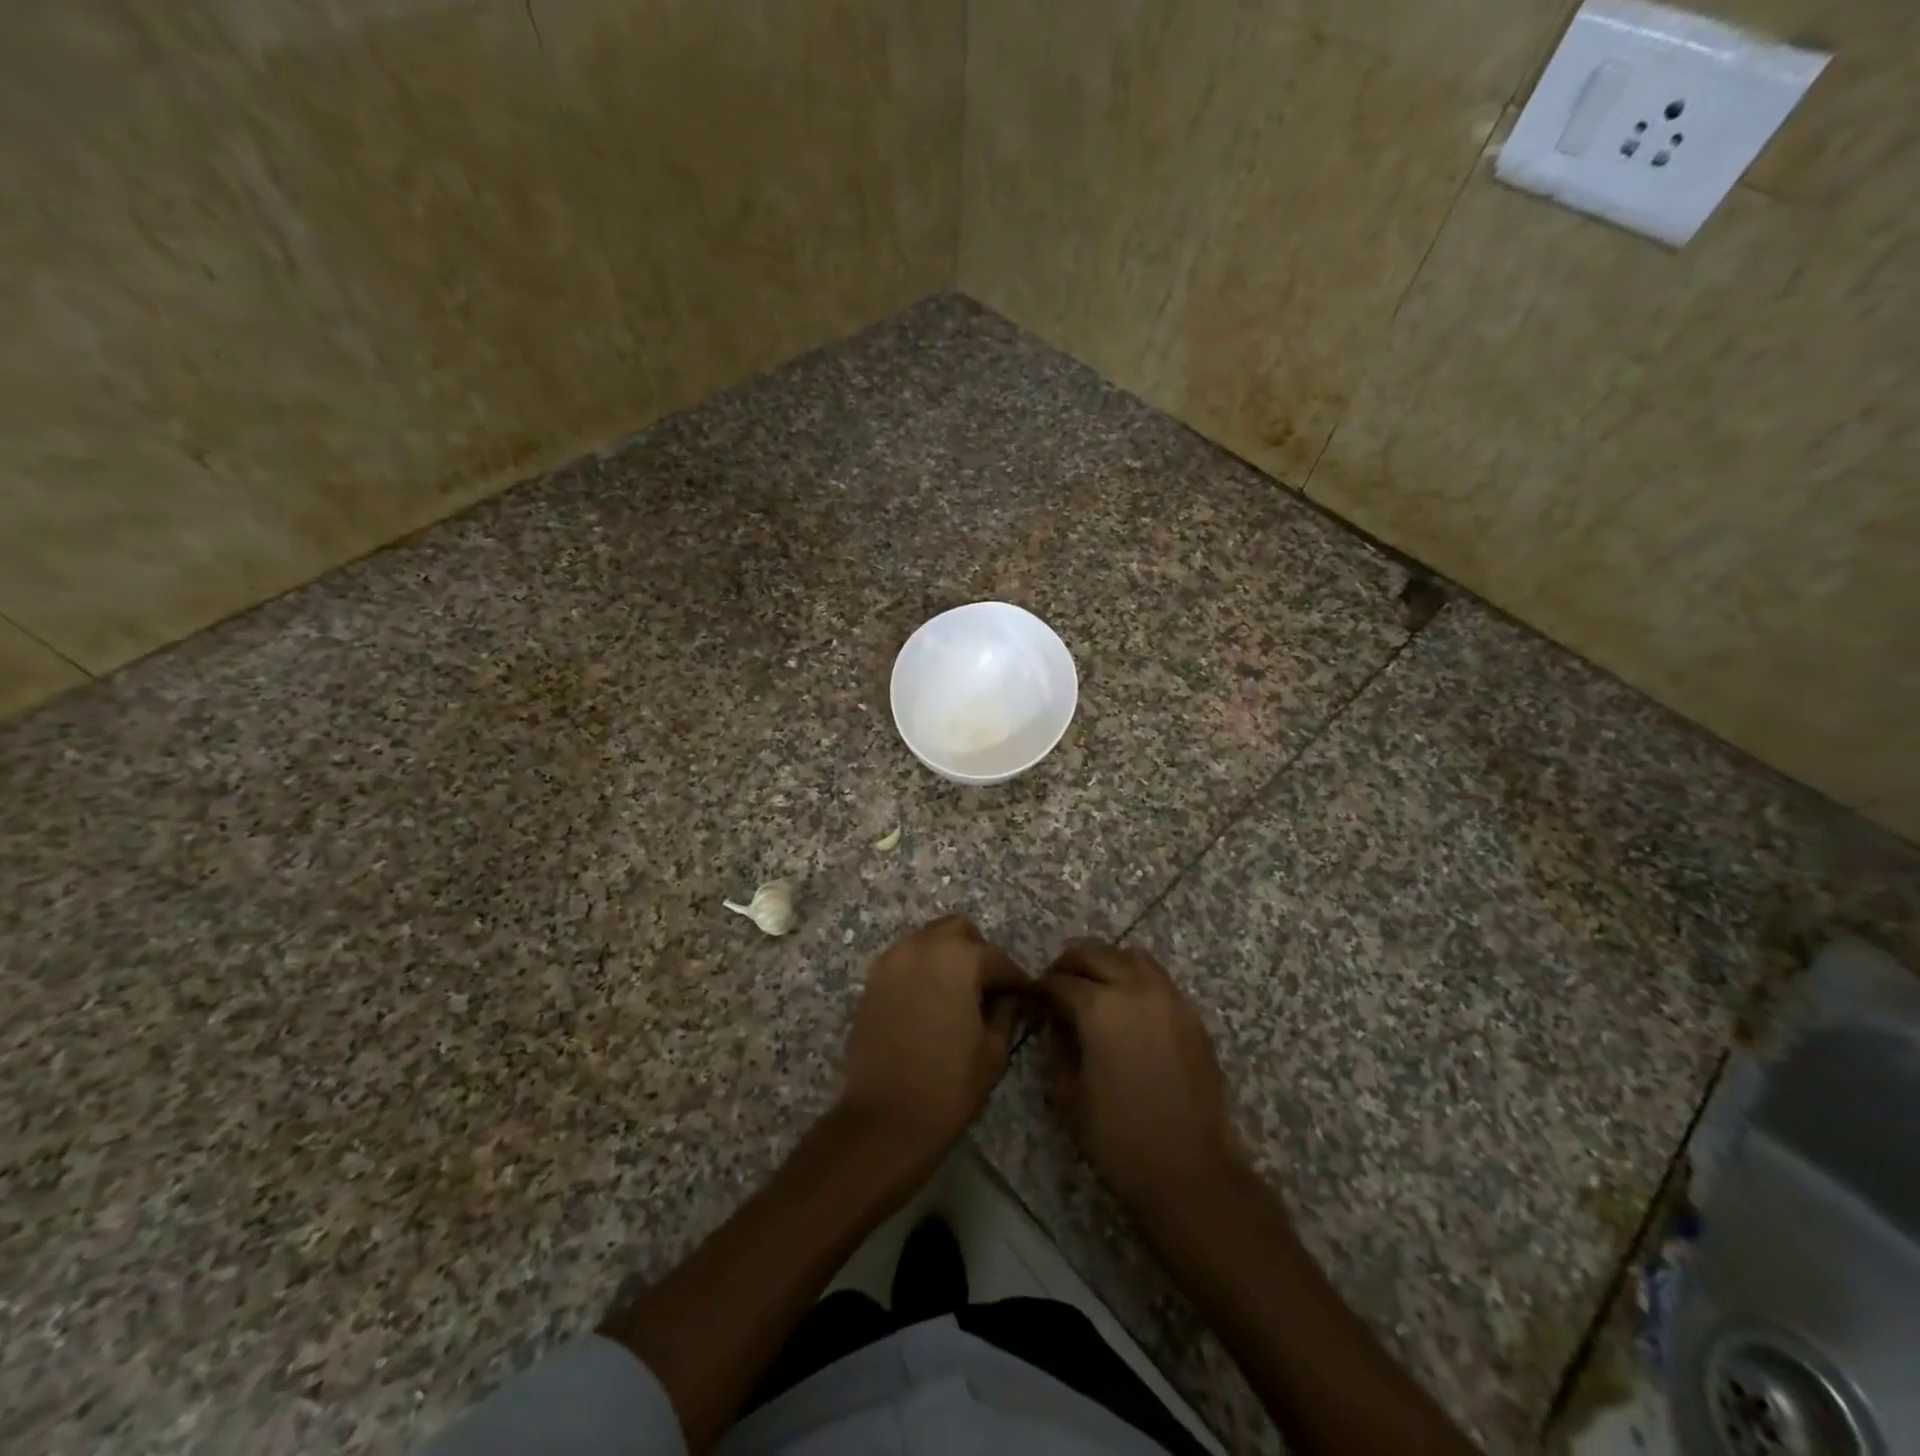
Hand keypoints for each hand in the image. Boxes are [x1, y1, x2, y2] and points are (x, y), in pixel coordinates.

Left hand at [840, 915, 1032, 1163]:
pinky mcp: (872, 980)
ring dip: (947, 958)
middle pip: (958, 931)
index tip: (1028, 998)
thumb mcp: (993, 1050)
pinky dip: (922, 970)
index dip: (1017, 981)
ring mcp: (893, 960)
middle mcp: (923, 946)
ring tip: (958, 995)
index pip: (998, 959)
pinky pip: (905, 960)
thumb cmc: (948, 1085)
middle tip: (989, 989)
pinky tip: (930, 1003)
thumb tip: (1012, 998)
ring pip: (928, 940)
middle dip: (978, 953)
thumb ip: (1006, 1012)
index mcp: (959, 958)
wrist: (884, 1119)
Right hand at [1043, 939, 1242, 1213]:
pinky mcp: (1190, 1013)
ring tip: (1093, 988)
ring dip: (1105, 963)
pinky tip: (1126, 1006)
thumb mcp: (1070, 1093)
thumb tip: (1055, 1021)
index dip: (1041, 988)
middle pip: (1094, 953)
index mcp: (1099, 1007)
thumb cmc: (1120, 1137)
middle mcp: (1135, 988)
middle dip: (1069, 964)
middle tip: (1056, 986)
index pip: (1060, 980)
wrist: (1190, 1169)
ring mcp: (1168, 997)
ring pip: (1130, 955)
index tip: (1032, 999)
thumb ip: (1058, 1045)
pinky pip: (1157, 977)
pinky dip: (1135, 977)